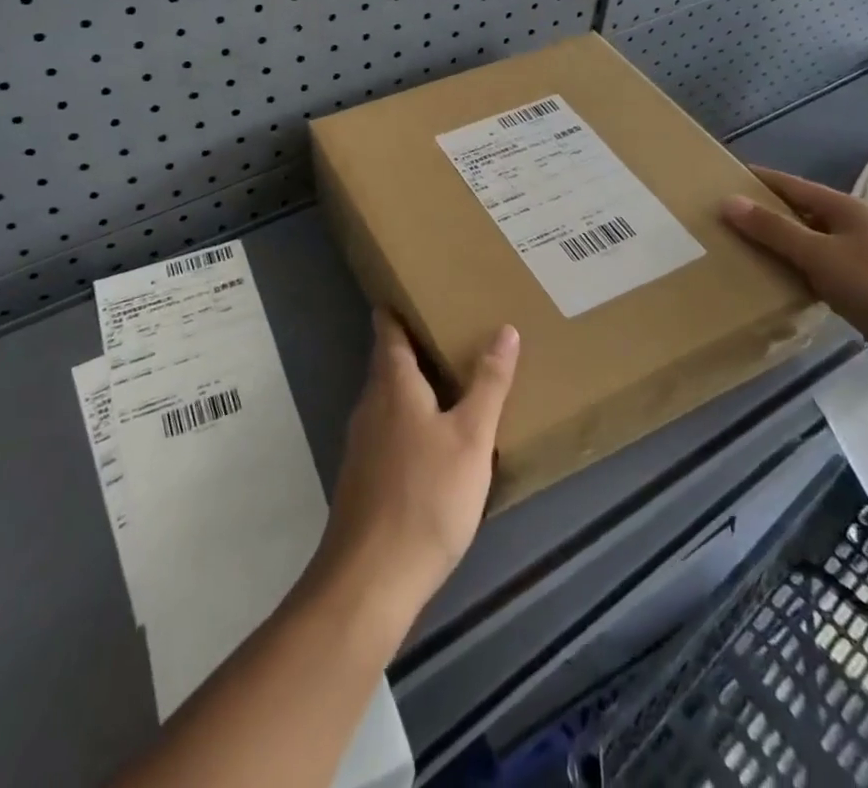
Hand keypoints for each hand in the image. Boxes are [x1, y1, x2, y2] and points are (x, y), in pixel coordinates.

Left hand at [310, 311, 518, 639]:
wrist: (371, 577)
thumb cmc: (426, 496)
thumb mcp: (471, 438)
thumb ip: (489, 384)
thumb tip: (505, 329)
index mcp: (393, 385)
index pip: (389, 331)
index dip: (396, 309)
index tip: (412, 289)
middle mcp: (370, 404)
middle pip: (387, 363)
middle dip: (411, 345)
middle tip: (447, 328)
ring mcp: (361, 442)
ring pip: (387, 398)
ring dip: (411, 384)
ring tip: (446, 378)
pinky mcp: (363, 475)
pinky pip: (387, 429)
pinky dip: (407, 418)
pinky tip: (431, 438)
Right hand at [722, 166, 867, 390]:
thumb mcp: (821, 256)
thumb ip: (774, 230)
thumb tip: (728, 201)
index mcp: (846, 210)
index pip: (790, 186)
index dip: (757, 181)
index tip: (720, 180)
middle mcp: (858, 228)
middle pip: (802, 215)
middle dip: (765, 217)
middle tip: (722, 224)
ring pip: (815, 247)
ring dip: (784, 250)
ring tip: (743, 257)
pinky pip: (829, 275)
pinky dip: (805, 277)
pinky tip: (786, 289)